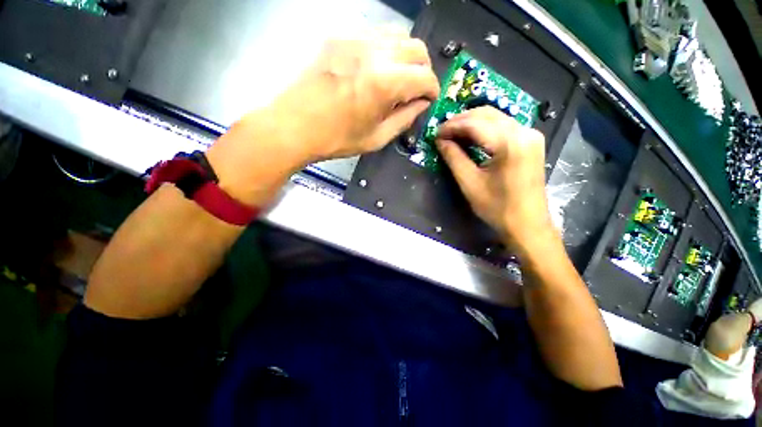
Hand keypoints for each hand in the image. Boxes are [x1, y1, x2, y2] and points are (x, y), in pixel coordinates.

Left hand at [207, 35, 438, 205]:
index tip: (429, 100)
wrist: (294, 125)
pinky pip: (374, 35)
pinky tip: (375, 70)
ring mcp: (354, 39)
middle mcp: (374, 52)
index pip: (425, 76)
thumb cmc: (337, 139)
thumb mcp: (376, 138)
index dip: (433, 90)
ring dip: (405, 58)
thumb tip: (420, 104)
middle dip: (423, 70)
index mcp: (384, 83)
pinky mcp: (339, 37)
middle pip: (416, 48)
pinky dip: (384, 51)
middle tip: (416, 90)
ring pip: (397, 36)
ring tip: (397, 79)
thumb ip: (404, 119)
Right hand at [435, 107, 552, 251]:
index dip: (452, 126)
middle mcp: (524, 132)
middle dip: (461, 120)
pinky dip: (485, 128)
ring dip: (472, 123)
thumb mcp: (470, 183)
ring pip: (496, 117)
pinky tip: (472, 137)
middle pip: (487, 114)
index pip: (475, 123)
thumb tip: (440, 140)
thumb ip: (454, 158)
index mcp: (510, 143)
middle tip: (442, 133)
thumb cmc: (497, 208)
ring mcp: (530, 135)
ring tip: (453, 134)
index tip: (435, 133)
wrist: (528, 224)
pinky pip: (504, 126)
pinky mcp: (531, 141)